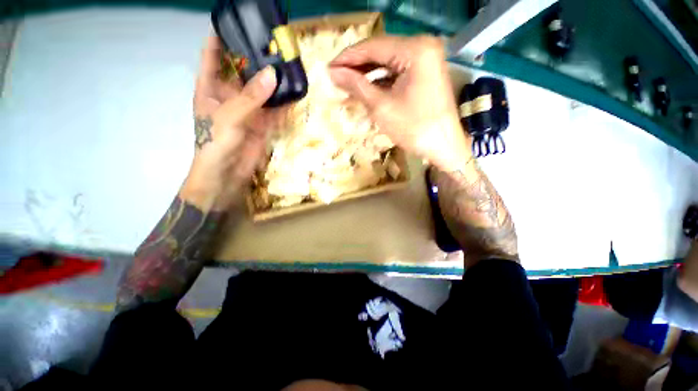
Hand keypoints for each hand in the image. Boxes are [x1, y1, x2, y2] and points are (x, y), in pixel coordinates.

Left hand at [181, 36, 279, 210]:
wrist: (228, 174)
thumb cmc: (216, 143)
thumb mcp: (229, 116)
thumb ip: (251, 97)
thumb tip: (273, 74)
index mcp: (211, 87)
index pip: (214, 55)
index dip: (222, 37)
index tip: (238, 23)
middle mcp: (230, 95)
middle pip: (243, 70)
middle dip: (256, 58)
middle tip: (274, 44)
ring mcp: (249, 110)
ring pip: (262, 90)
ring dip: (274, 80)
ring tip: (288, 64)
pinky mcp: (263, 124)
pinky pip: (275, 109)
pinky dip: (284, 102)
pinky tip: (294, 91)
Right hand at [329, 35, 470, 171]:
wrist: (443, 146)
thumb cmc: (413, 128)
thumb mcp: (381, 107)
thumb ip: (357, 86)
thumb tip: (333, 72)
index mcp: (415, 50)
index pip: (373, 47)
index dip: (348, 58)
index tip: (329, 68)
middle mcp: (423, 47)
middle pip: (381, 52)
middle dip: (357, 66)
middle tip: (335, 77)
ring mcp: (426, 60)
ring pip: (388, 63)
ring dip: (367, 75)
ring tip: (346, 85)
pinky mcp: (425, 74)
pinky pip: (397, 73)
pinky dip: (380, 81)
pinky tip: (365, 89)